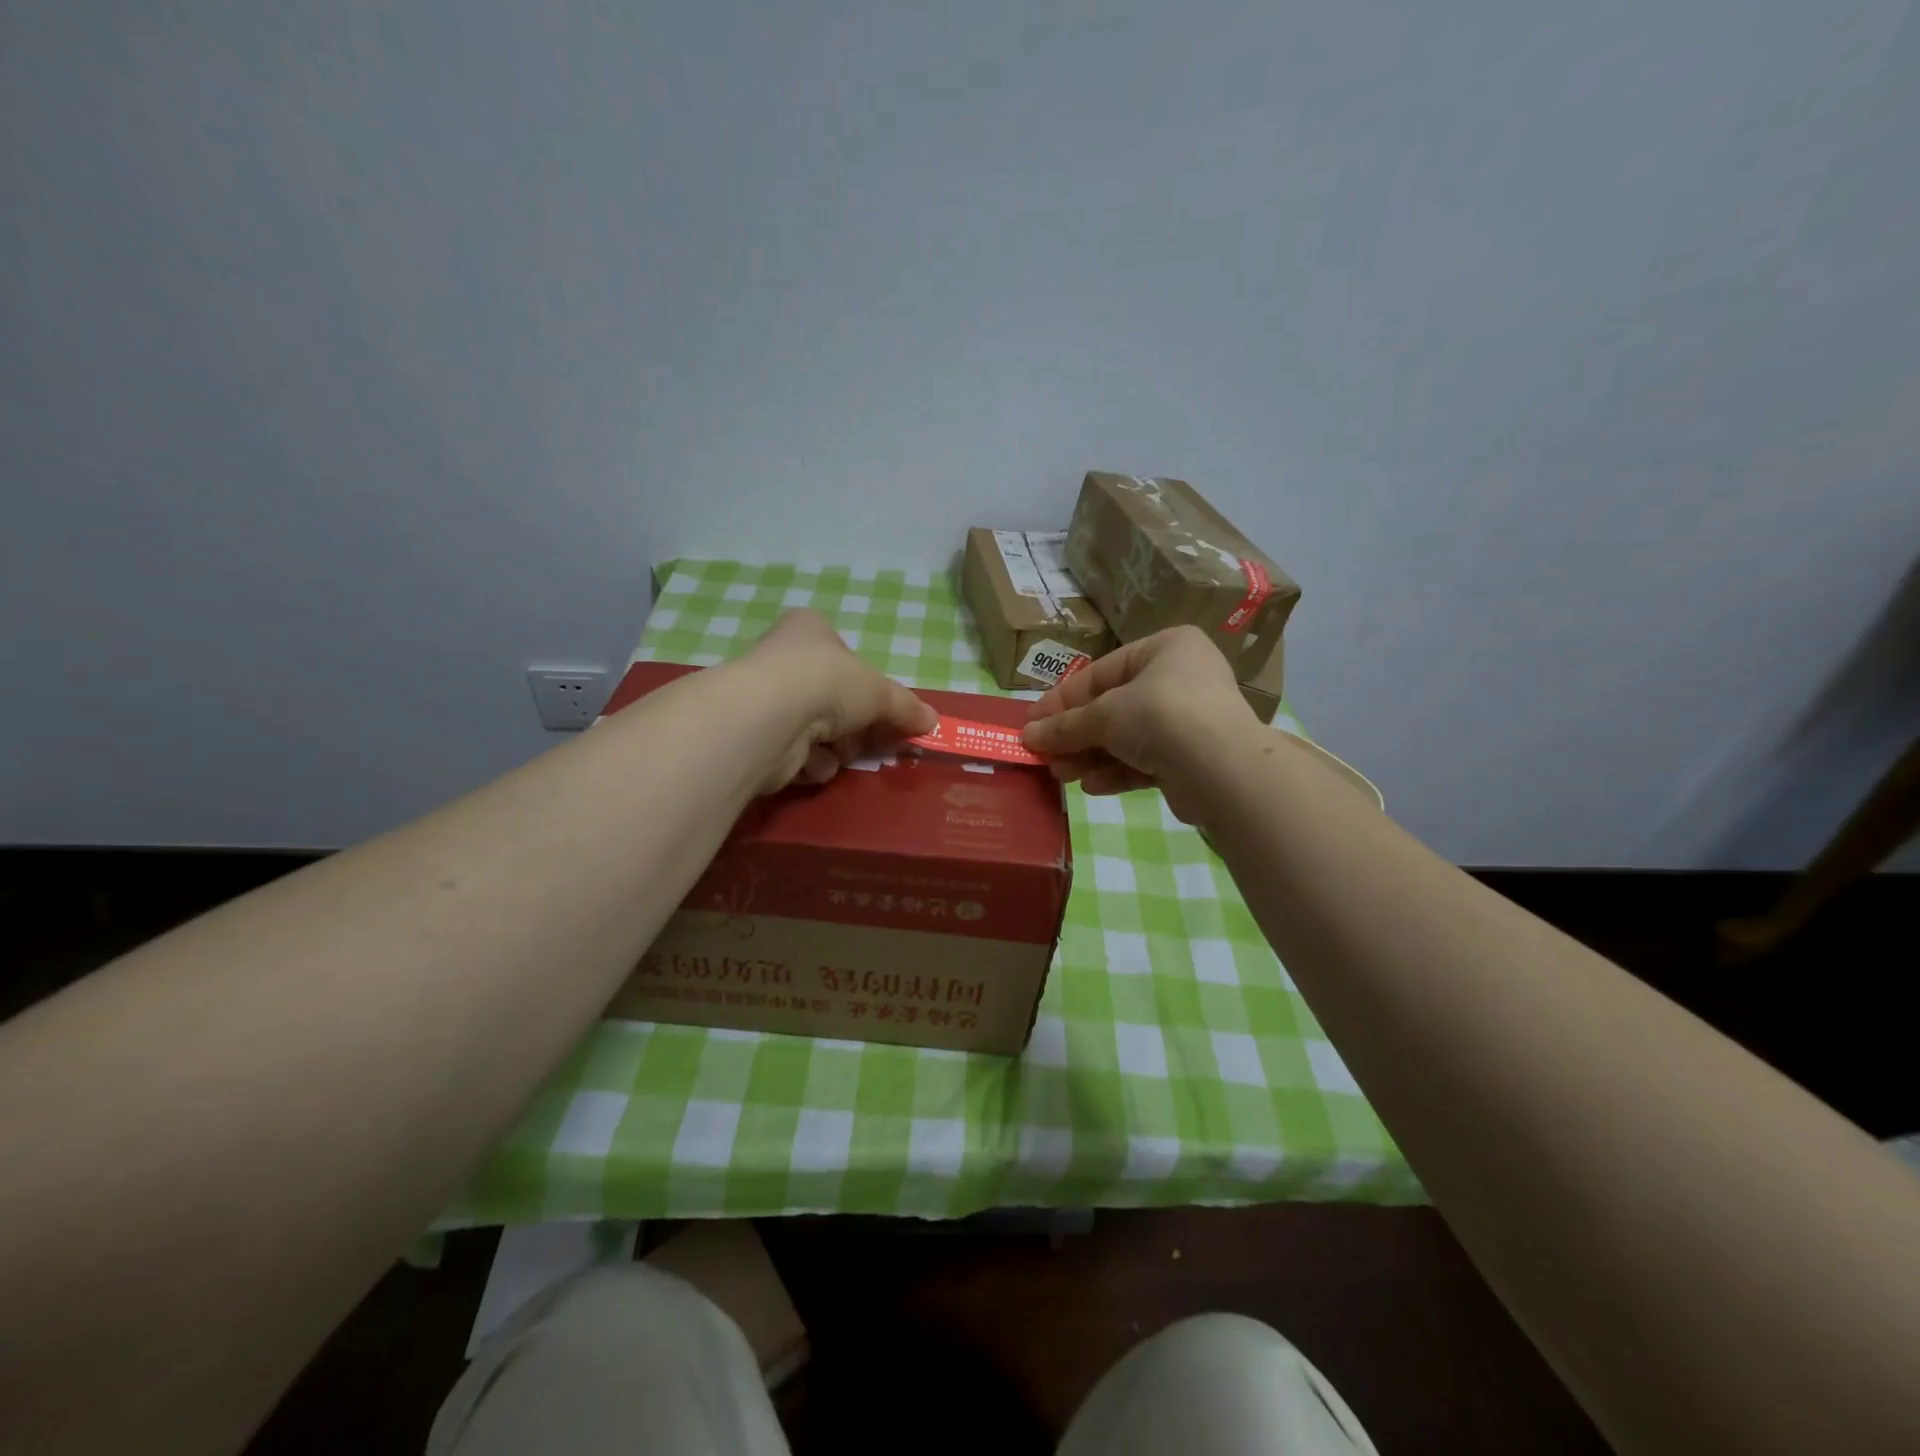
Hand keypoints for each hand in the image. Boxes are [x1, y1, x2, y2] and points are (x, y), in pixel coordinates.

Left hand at [736, 610, 937, 791]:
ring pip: (820, 732)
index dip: (868, 684)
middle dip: (856, 725)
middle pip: (835, 699)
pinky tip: (808, 761)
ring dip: (835, 747)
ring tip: (835, 747)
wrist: (771, 718)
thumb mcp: (880, 692)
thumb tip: (932, 721)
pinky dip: (811, 763)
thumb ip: (906, 707)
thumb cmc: (828, 683)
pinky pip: (800, 756)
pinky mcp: (759, 739)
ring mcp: (768, 700)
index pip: (844, 654)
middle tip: (872, 738)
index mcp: (810, 631)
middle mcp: (784, 660)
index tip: (887, 710)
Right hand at [1022, 626, 1255, 819]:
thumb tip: (1028, 736)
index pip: (1101, 672)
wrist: (1221, 768)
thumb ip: (1065, 725)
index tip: (1031, 722)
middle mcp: (1180, 678)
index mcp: (1165, 648)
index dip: (1062, 699)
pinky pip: (1145, 761)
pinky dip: (1117, 772)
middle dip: (1075, 734)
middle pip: (1113, 707)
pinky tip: (1091, 786)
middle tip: (1043, 754)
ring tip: (1060, 774)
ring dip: (1091, 756)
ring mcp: (1189, 720)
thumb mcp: (1104, 715)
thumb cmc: (1160, 716)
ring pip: (1127, 737)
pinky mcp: (1192, 758)